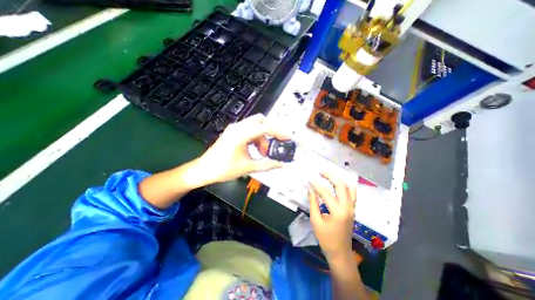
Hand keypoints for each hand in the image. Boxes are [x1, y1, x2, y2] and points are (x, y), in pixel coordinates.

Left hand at [197, 114, 288, 183]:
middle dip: (270, 131)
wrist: (205, 169)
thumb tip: (281, 165)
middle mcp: (238, 127)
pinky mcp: (233, 132)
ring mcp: (235, 129)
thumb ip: (266, 165)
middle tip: (273, 145)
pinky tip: (256, 149)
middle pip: (260, 120)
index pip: (265, 127)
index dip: (278, 132)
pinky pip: (249, 130)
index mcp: (241, 135)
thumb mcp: (248, 167)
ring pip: (255, 125)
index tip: (287, 138)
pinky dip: (256, 137)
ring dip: (262, 136)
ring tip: (263, 152)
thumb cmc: (224, 169)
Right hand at [307, 172, 355, 260]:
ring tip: (328, 176)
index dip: (316, 185)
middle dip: (330, 176)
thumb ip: (313, 203)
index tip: (309, 179)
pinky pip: (352, 193)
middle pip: (341, 185)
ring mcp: (352, 208)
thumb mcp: (316, 221)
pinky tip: (337, 184)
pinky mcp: (353, 209)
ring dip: (338, 179)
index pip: (325, 193)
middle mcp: (348, 207)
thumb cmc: (326, 239)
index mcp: (338, 212)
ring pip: (349, 187)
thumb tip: (310, 189)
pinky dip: (345, 185)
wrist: (340, 253)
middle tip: (320, 172)